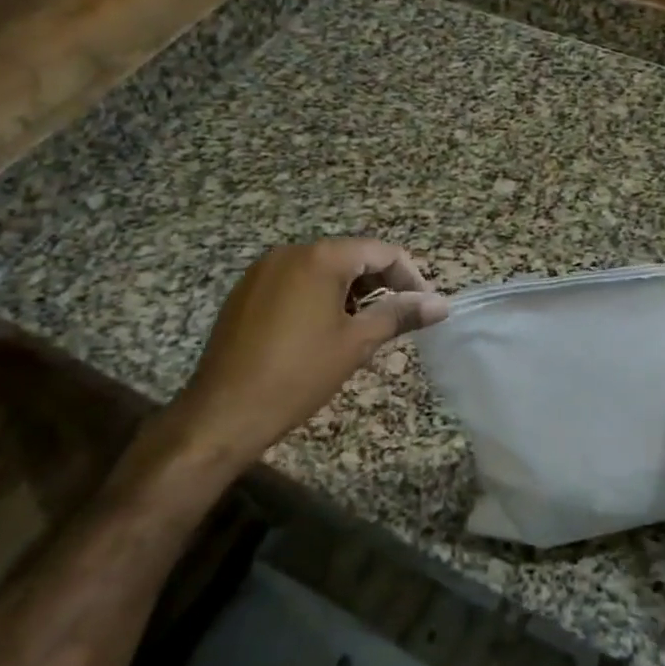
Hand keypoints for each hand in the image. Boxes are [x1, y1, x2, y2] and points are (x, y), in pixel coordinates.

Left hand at [170, 238, 448, 468]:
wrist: (222, 413)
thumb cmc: (298, 374)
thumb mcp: (356, 343)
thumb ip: (400, 315)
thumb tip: (441, 304)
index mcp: (320, 258)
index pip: (381, 252)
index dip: (410, 276)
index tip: (424, 307)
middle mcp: (290, 253)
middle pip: (351, 256)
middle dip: (381, 283)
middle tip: (399, 318)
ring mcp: (263, 271)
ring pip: (323, 269)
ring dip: (352, 291)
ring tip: (365, 327)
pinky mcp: (246, 292)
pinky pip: (296, 282)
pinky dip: (320, 296)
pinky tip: (325, 330)